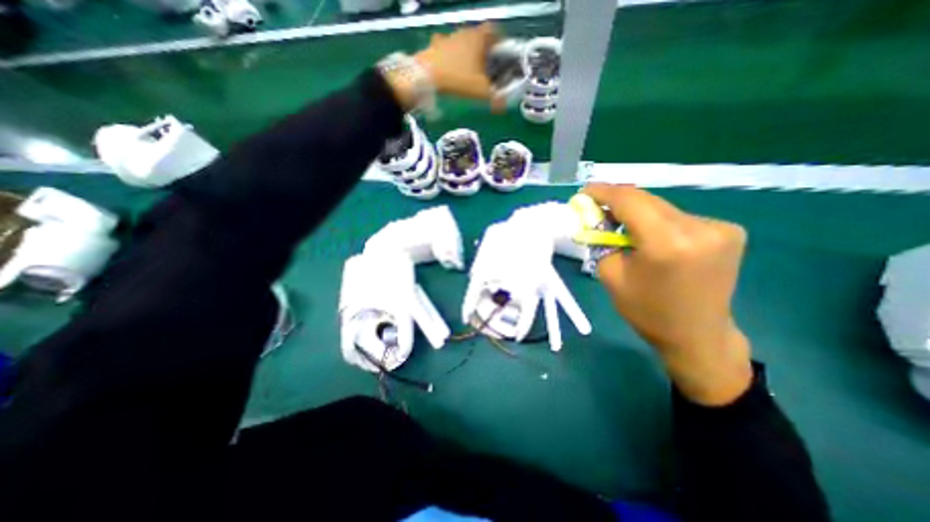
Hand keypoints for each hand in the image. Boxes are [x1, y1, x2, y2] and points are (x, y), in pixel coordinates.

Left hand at [417, 22, 506, 110]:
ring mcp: (447, 38)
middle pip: (478, 37)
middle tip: (487, 69)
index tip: (502, 57)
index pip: (495, 31)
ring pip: (462, 43)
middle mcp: (464, 32)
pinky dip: (450, 57)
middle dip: (484, 51)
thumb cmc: (458, 80)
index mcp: (478, 38)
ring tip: (468, 71)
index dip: (501, 43)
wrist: (425, 77)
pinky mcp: (434, 47)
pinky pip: (445, 49)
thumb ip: (495, 99)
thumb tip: (504, 106)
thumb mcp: (480, 92)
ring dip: (466, 53)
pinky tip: (449, 69)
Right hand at [579, 183, 754, 407]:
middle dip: (617, 201)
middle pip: (646, 199)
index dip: (602, 191)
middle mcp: (698, 227)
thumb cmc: (646, 310)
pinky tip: (651, 237)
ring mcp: (719, 227)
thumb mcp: (610, 274)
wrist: (697, 335)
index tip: (584, 192)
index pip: (629, 199)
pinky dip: (658, 221)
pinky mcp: (728, 231)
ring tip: (620, 225)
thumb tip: (594, 216)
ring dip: (637, 212)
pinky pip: (679, 217)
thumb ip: (600, 240)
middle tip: (596, 207)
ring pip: (662, 207)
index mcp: (666, 242)